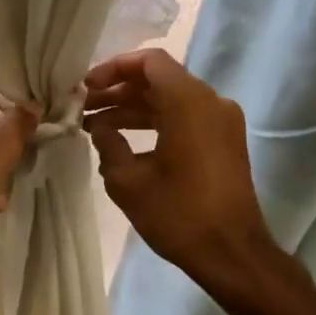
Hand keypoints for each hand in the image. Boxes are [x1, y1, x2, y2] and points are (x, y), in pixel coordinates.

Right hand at [83, 49, 286, 292]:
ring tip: (95, 128)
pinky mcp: (224, 142)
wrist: (232, 253)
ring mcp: (222, 122)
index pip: (149, 61)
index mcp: (188, 102)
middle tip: (83, 109)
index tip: (86, 88)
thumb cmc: (178, 214)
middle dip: (118, 91)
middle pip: (158, 80)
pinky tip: (125, 144)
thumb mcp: (128, 181)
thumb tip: (100, 128)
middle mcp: (210, 102)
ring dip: (134, 109)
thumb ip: (108, 143)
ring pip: (170, 100)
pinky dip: (155, 123)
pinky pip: (185, 118)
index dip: (113, 68)